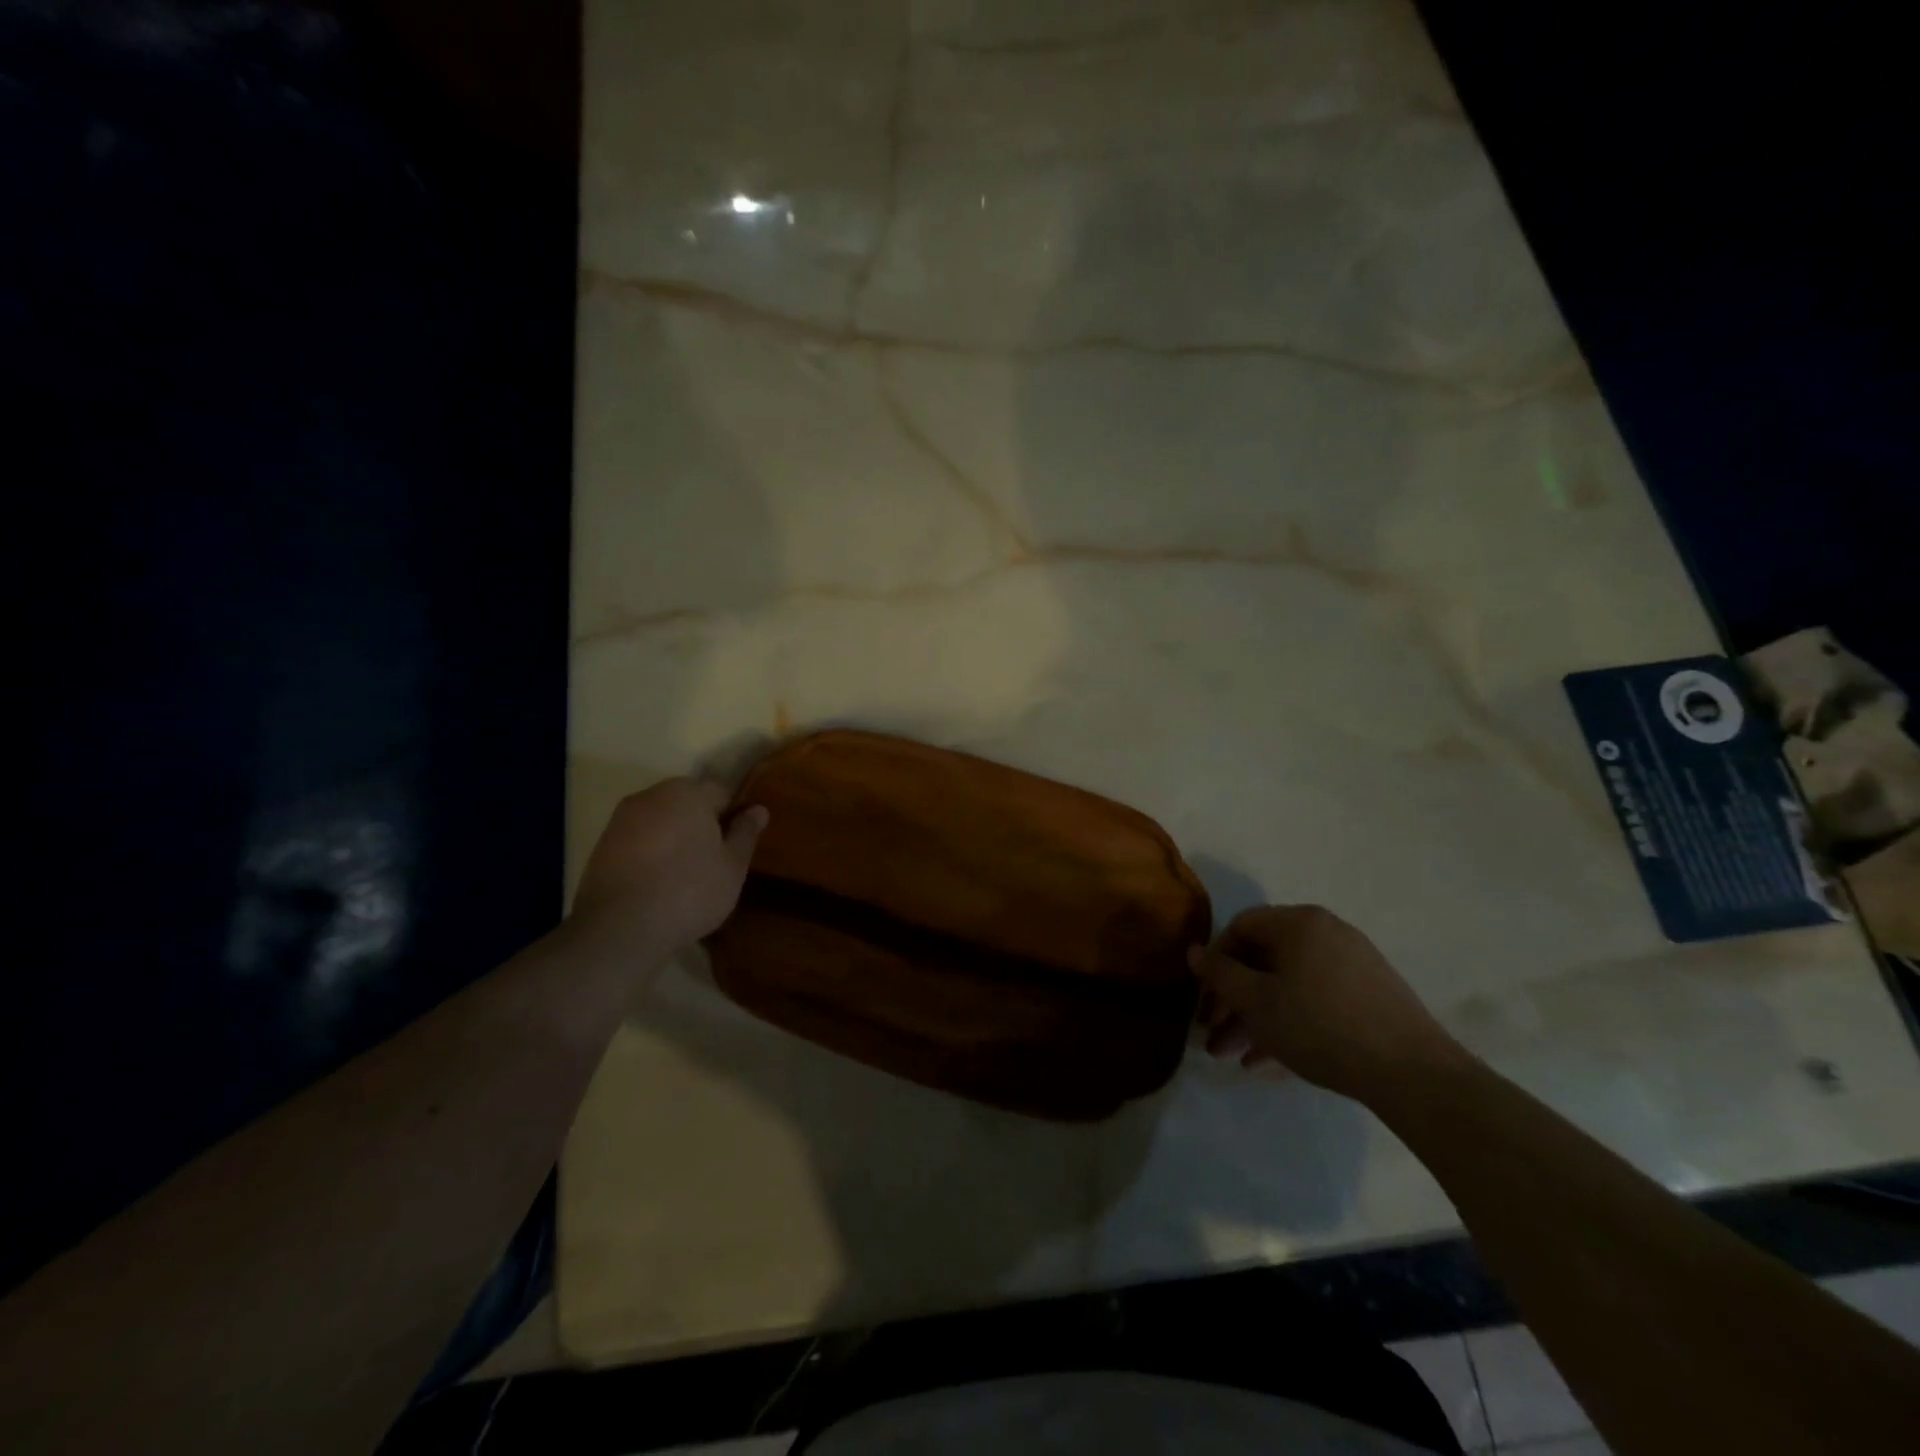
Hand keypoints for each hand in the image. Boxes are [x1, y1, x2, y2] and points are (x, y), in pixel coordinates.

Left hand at [572, 779, 767, 952]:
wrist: (621, 928)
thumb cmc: (690, 890)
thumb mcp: (732, 866)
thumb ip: (746, 833)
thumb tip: (758, 809)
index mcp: (688, 793)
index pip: (721, 792)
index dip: (732, 817)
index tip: (735, 845)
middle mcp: (652, 795)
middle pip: (687, 802)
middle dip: (701, 824)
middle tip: (713, 861)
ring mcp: (621, 819)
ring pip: (660, 820)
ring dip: (674, 838)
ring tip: (683, 876)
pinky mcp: (601, 845)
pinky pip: (638, 840)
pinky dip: (650, 853)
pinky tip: (656, 883)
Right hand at [1193, 905, 1464, 1104]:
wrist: (1413, 1073)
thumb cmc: (1320, 1025)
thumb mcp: (1257, 1001)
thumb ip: (1220, 974)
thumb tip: (1194, 951)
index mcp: (1299, 923)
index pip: (1241, 927)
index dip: (1215, 961)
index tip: (1203, 999)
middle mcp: (1326, 934)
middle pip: (1264, 961)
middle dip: (1233, 1001)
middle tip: (1212, 1037)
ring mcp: (1352, 966)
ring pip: (1288, 987)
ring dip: (1256, 1020)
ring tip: (1233, 1058)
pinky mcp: (1370, 998)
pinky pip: (1315, 1003)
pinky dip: (1289, 1025)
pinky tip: (1267, 1064)